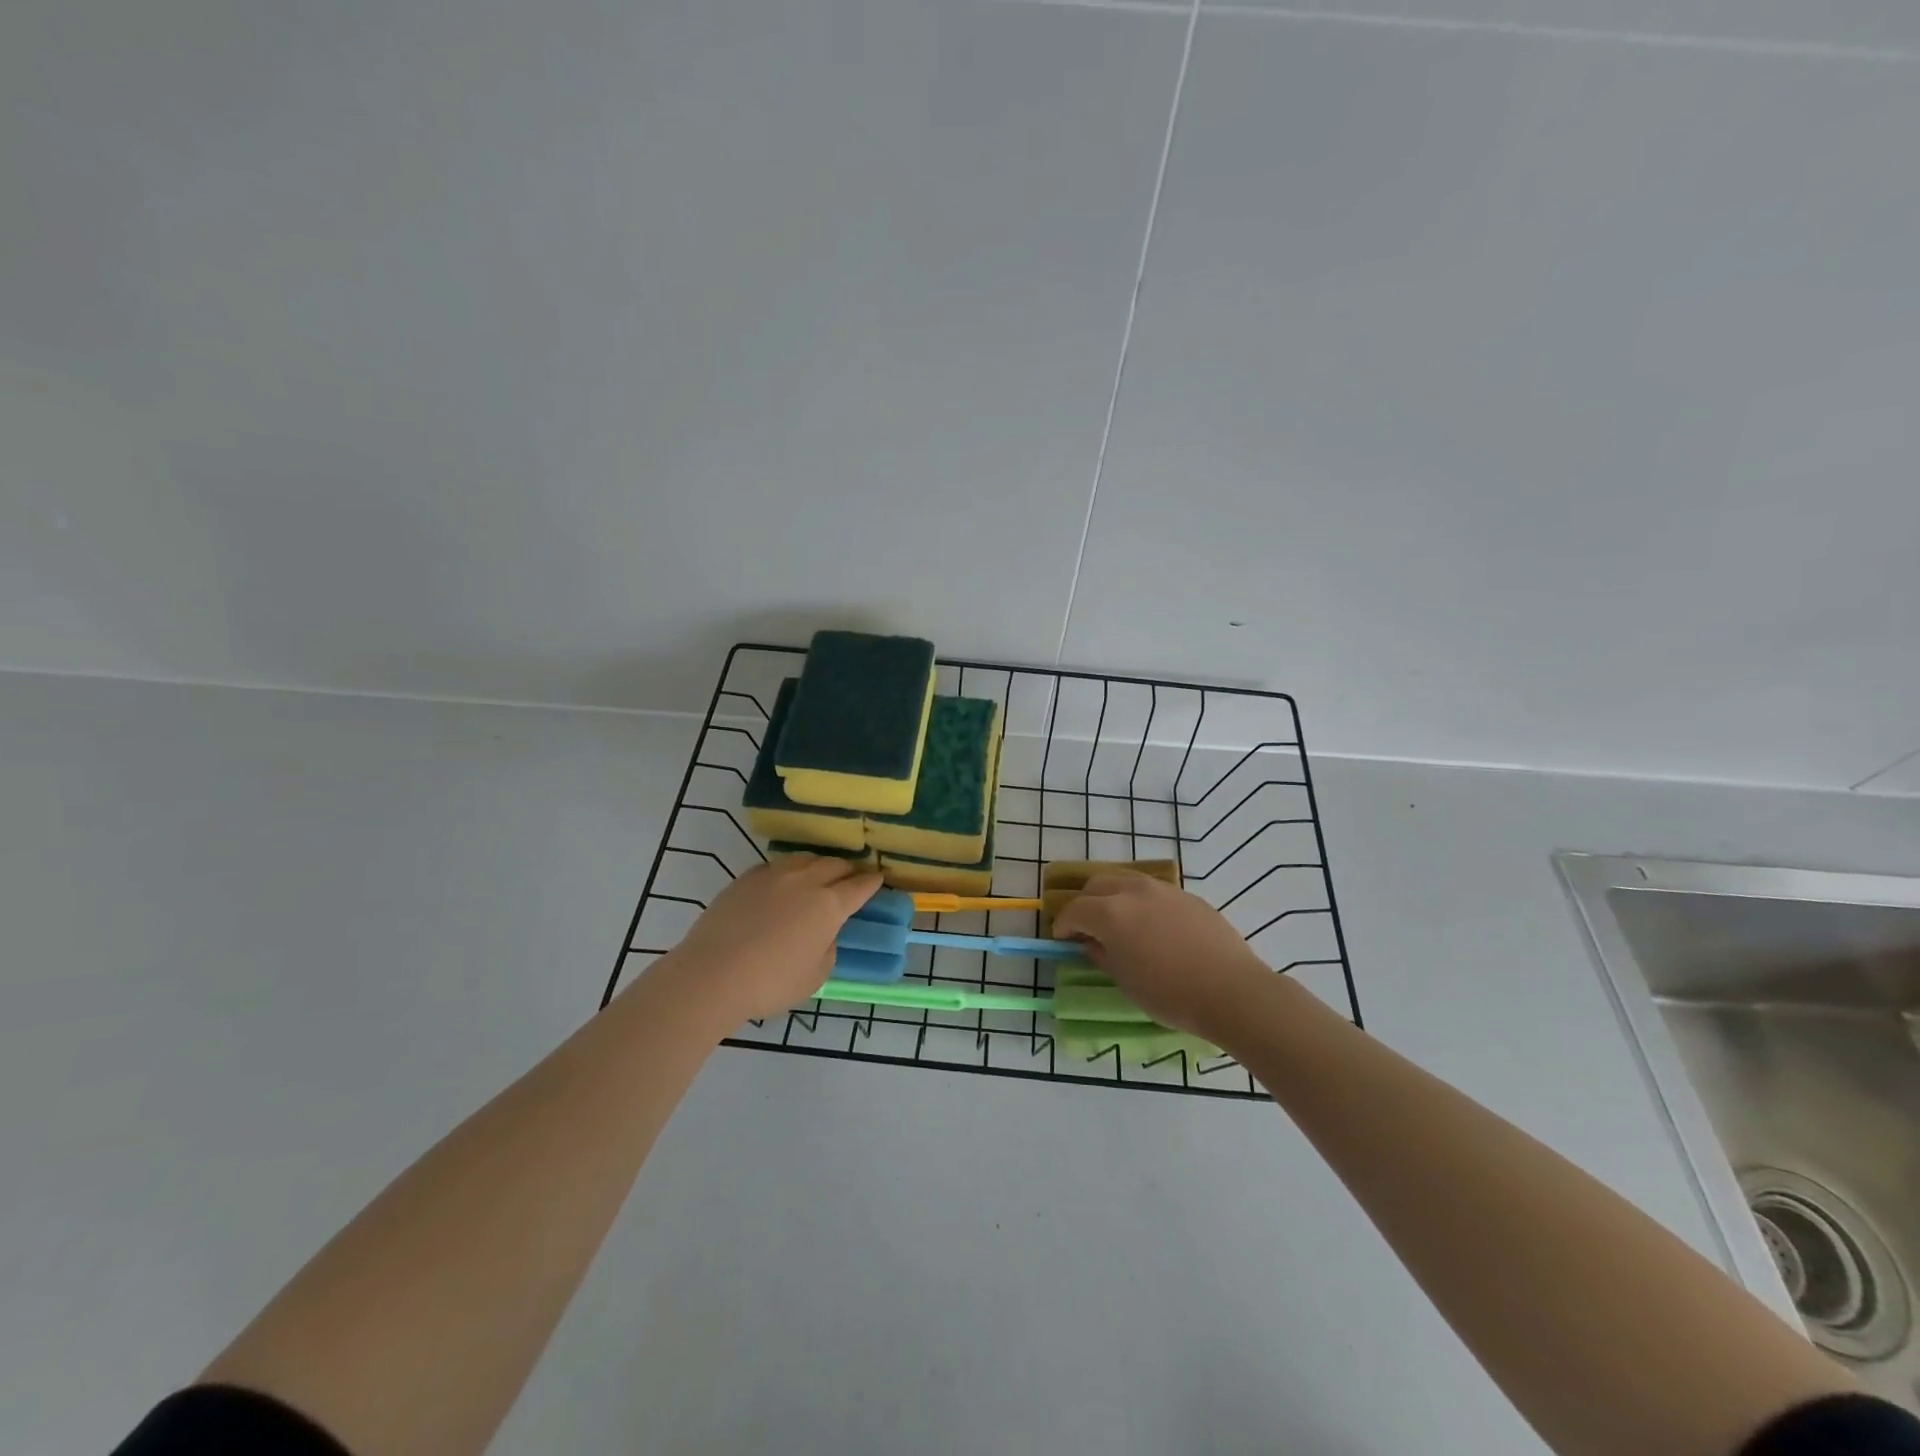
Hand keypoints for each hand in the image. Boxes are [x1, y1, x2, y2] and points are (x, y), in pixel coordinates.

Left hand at [663, 856, 882, 1022]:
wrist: (711, 974)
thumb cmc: (771, 982)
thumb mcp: (815, 976)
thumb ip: (827, 949)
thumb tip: (822, 934)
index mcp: (829, 905)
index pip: (859, 887)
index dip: (871, 882)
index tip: (878, 878)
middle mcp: (805, 881)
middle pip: (834, 865)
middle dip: (847, 870)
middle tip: (850, 878)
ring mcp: (773, 875)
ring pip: (805, 860)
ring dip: (818, 865)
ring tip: (819, 875)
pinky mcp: (745, 879)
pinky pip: (776, 867)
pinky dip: (789, 871)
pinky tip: (784, 883)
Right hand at [1052, 873, 1274, 1041]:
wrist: (1231, 991)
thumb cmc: (1169, 993)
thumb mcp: (1125, 981)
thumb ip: (1102, 955)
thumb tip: (1093, 943)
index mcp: (1110, 912)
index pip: (1075, 910)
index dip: (1063, 925)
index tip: (1062, 940)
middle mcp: (1133, 891)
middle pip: (1097, 885)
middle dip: (1085, 904)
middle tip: (1087, 928)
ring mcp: (1163, 890)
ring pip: (1126, 880)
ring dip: (1112, 896)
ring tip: (1118, 921)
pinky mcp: (1187, 896)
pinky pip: (1153, 891)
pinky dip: (1140, 902)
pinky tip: (1151, 926)